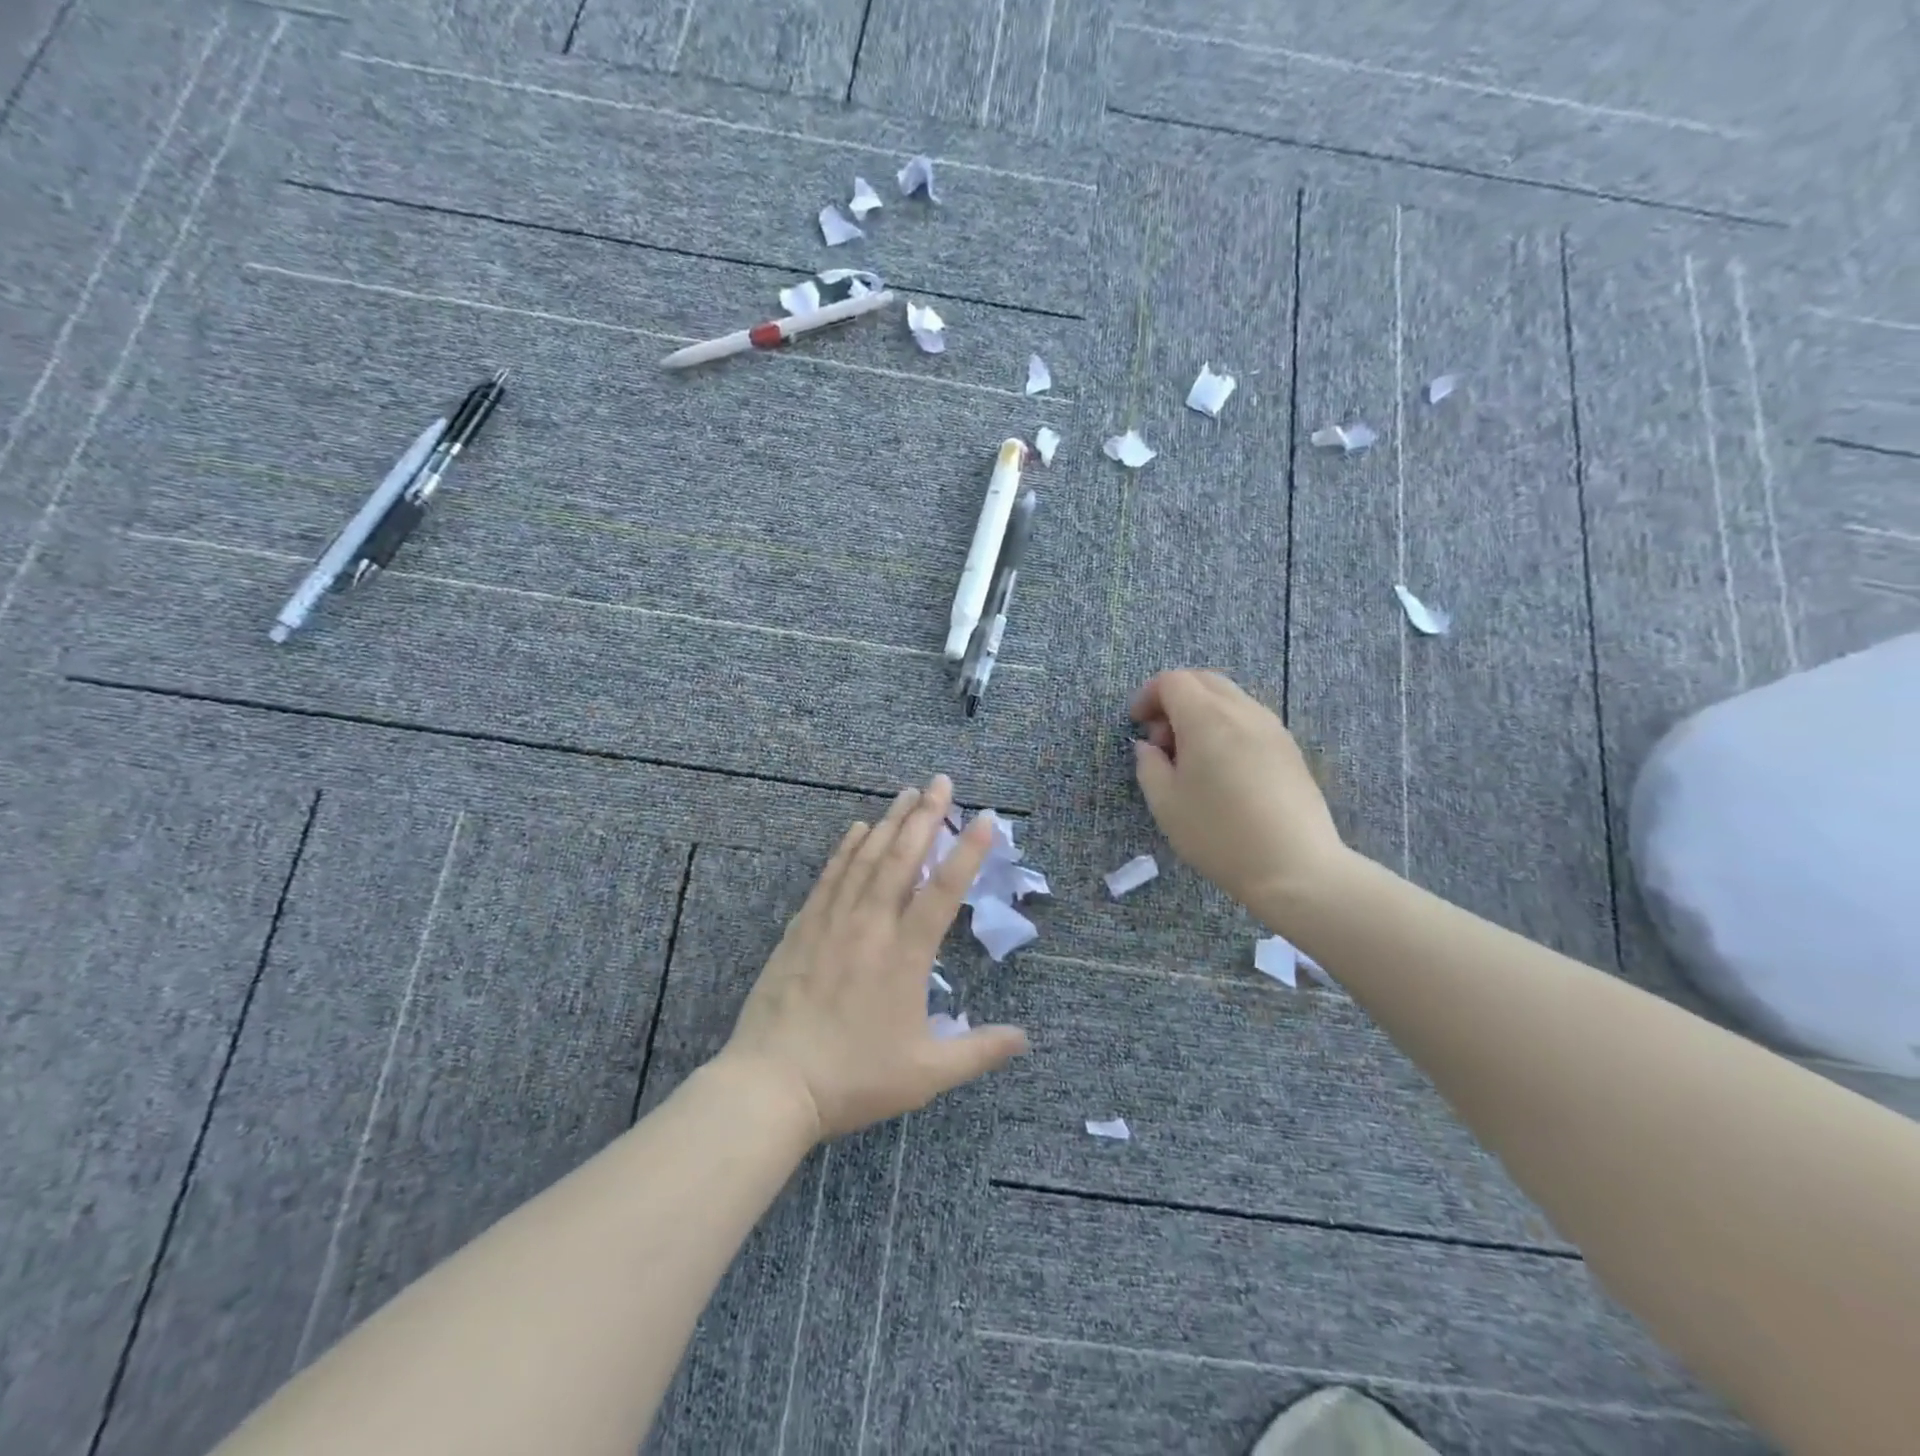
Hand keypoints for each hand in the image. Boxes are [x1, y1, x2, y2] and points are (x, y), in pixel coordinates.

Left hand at [719, 775, 1029, 1141]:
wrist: (772, 1084)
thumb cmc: (854, 1078)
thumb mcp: (926, 1074)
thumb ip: (978, 1051)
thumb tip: (1025, 1039)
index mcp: (906, 955)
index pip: (944, 890)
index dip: (967, 851)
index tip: (983, 817)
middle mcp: (871, 926)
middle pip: (902, 858)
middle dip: (925, 816)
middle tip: (940, 782)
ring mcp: (832, 922)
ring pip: (865, 859)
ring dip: (888, 823)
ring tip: (906, 794)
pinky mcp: (802, 928)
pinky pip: (829, 877)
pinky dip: (845, 849)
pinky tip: (855, 830)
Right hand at [1130, 670, 1351, 913]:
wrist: (1295, 867)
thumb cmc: (1219, 835)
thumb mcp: (1166, 804)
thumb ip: (1149, 766)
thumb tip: (1149, 746)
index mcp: (1207, 718)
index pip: (1172, 681)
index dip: (1148, 696)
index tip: (1137, 724)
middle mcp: (1242, 711)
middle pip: (1203, 680)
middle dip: (1175, 698)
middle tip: (1162, 739)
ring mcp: (1272, 727)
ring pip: (1230, 698)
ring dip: (1202, 712)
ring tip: (1192, 758)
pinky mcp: (1289, 748)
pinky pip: (1249, 719)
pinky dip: (1226, 726)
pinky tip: (1222, 769)